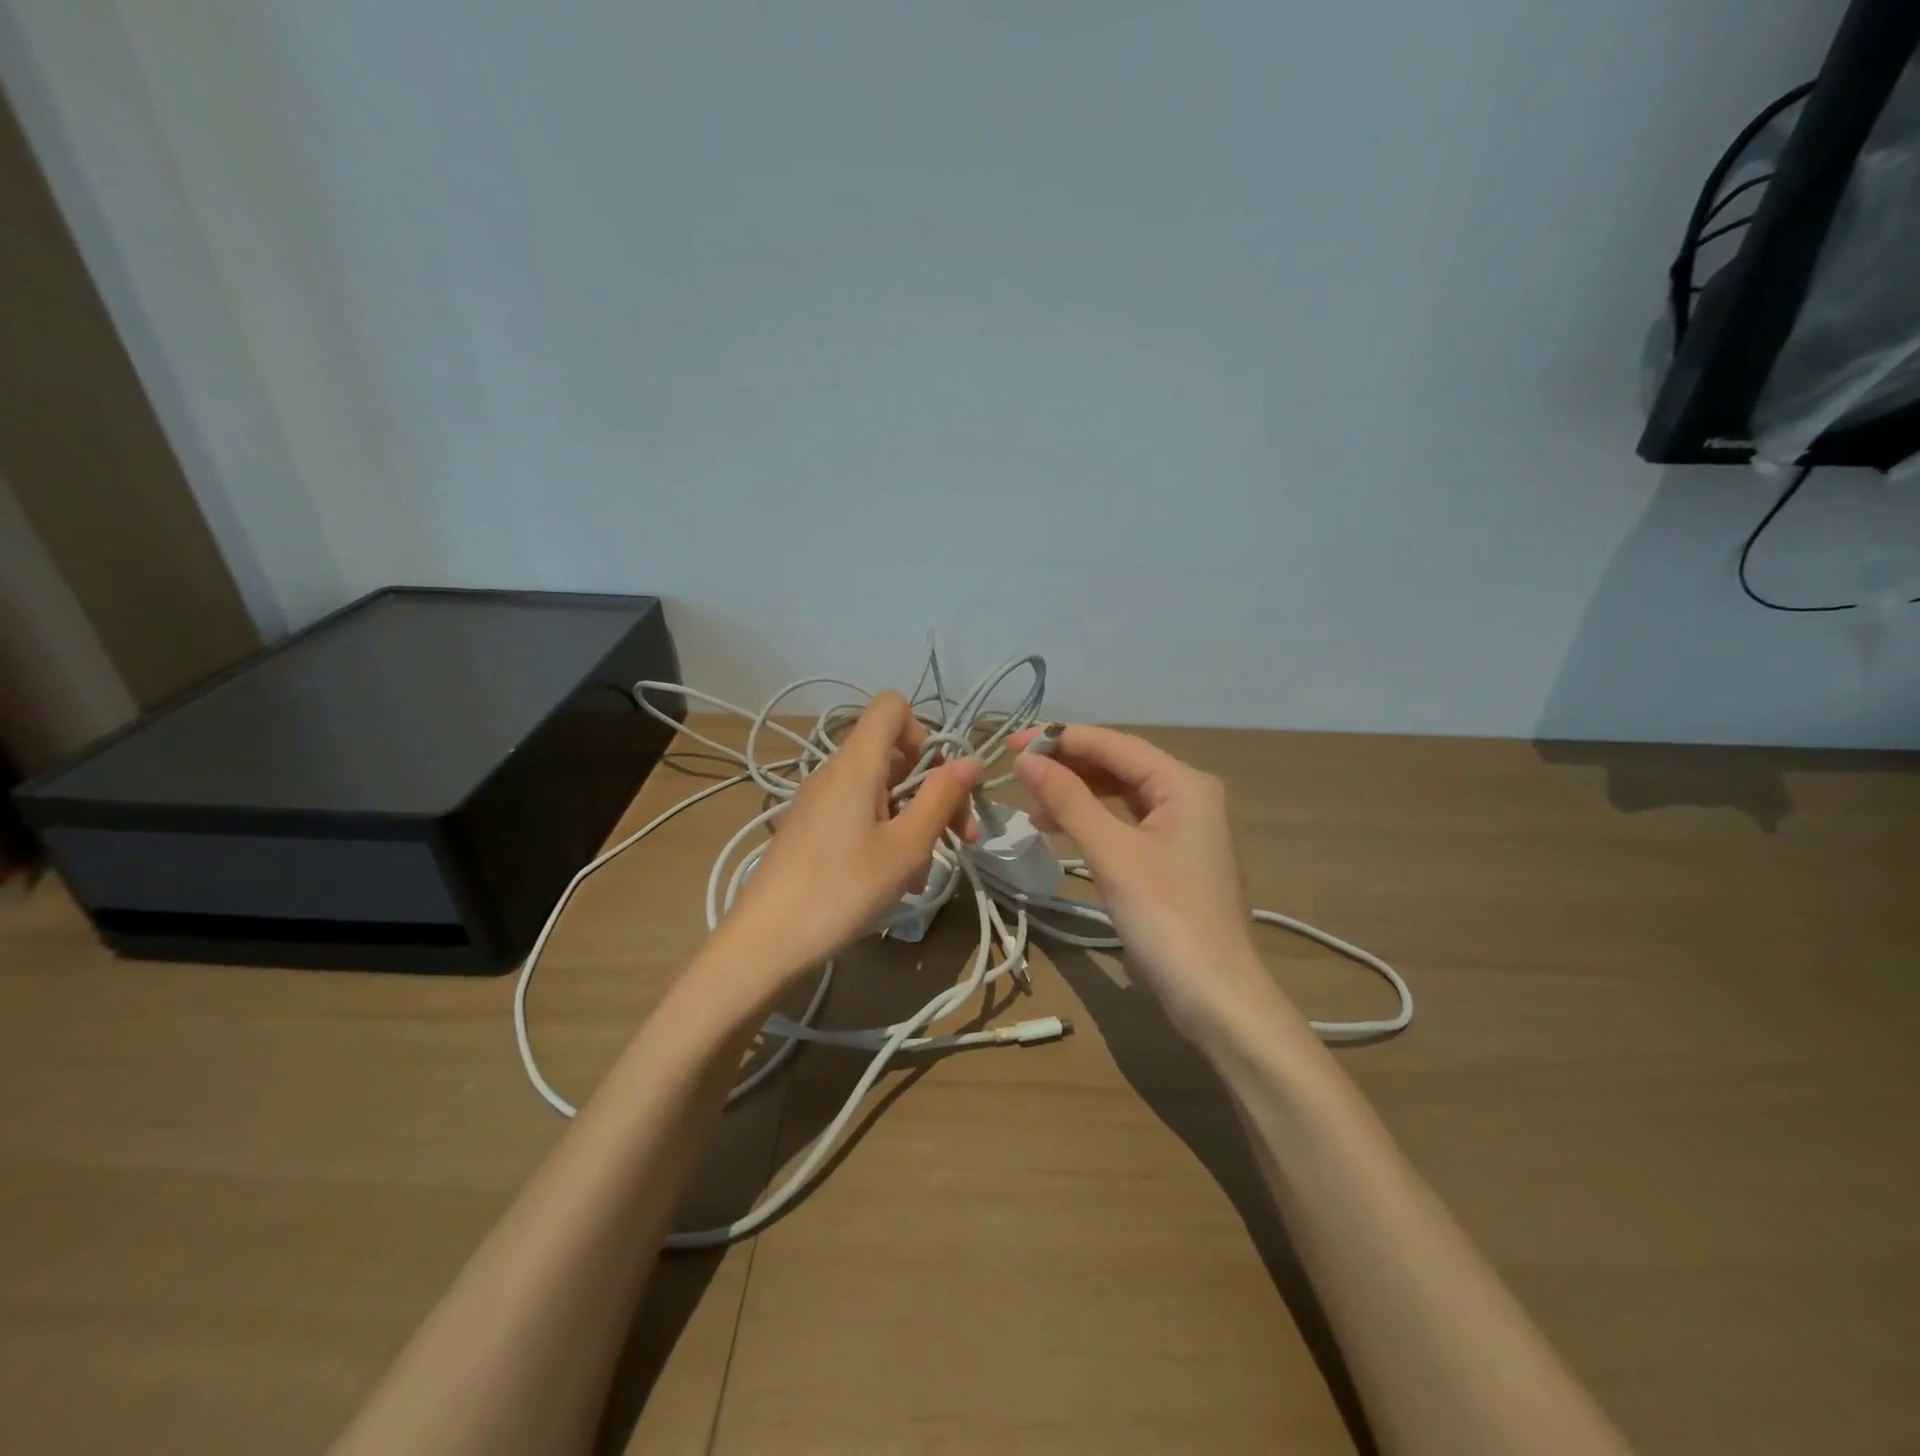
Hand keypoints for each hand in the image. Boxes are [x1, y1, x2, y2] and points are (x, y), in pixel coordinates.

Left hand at [712, 691, 980, 988]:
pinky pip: (858, 815)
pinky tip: (892, 883)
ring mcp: (818, 801)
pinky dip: (885, 837)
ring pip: (880, 792)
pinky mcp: (810, 829)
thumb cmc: (842, 890)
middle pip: (894, 755)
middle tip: (957, 839)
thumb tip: (970, 760)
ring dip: (911, 823)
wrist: (765, 942)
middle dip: (932, 792)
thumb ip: (941, 798)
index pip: (892, 707)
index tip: (938, 783)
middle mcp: (834, 772)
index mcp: (856, 764)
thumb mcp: (906, 847)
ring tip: (920, 875)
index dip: (924, 733)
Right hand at [1013, 725, 1281, 1035]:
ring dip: (1077, 794)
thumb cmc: (1166, 918)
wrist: (1216, 998)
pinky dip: (1093, 821)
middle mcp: (1189, 796)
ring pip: (1121, 795)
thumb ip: (1068, 800)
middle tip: (1018, 772)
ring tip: (1032, 805)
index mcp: (1184, 783)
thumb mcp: (1112, 854)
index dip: (1061, 738)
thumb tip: (1026, 761)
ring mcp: (1184, 829)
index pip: (1114, 744)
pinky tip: (1062, 829)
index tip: (1011, 743)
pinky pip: (1126, 823)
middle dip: (1069, 766)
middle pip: (1119, 765)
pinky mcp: (1173, 858)